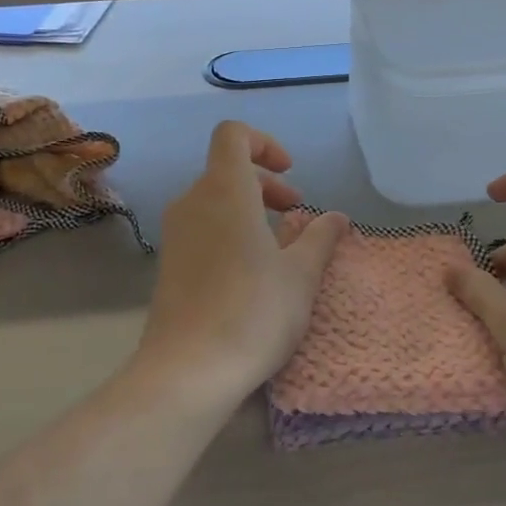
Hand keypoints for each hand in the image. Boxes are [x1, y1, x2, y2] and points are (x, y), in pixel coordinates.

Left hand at [135, 122, 346, 401]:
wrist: (188, 370)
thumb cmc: (253, 312)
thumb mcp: (300, 276)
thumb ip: (320, 238)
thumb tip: (336, 217)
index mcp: (225, 191)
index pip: (233, 135)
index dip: (264, 144)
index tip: (291, 174)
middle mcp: (193, 202)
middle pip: (227, 170)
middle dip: (266, 184)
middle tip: (296, 214)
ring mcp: (175, 234)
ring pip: (214, 200)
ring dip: (249, 209)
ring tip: (279, 246)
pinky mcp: (168, 263)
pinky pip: (202, 227)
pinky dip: (229, 231)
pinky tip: (250, 271)